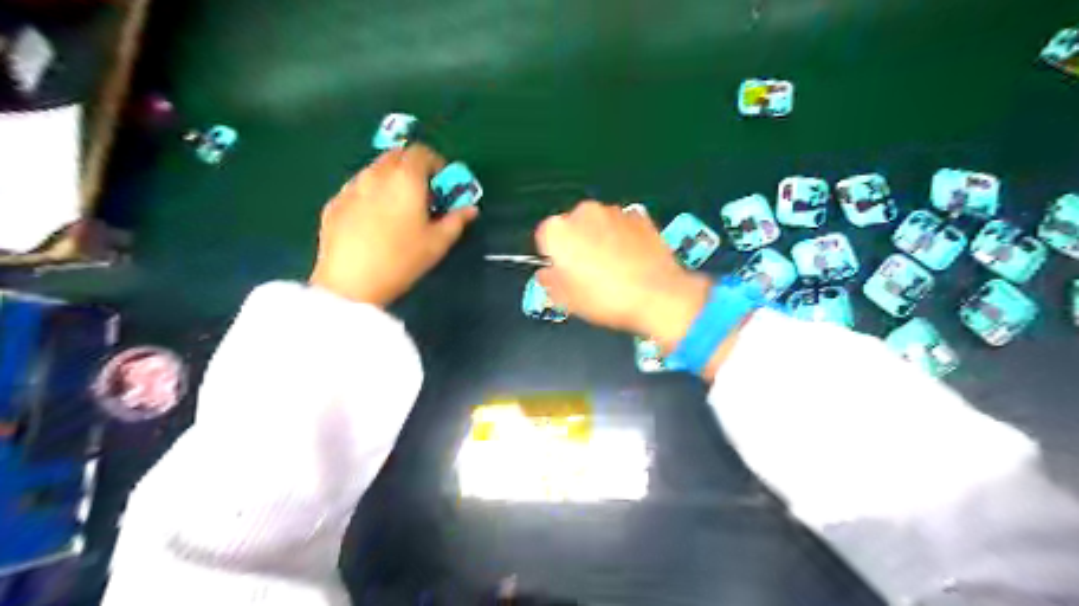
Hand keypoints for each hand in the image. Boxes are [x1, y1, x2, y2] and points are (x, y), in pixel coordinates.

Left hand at [313, 145, 479, 307]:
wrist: (350, 282)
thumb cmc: (401, 260)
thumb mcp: (437, 243)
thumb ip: (456, 221)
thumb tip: (470, 208)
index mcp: (405, 178)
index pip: (421, 152)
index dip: (436, 163)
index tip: (442, 183)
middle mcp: (376, 174)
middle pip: (396, 156)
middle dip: (412, 168)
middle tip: (422, 193)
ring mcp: (351, 187)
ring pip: (375, 171)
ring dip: (390, 180)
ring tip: (397, 207)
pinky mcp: (334, 203)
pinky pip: (357, 188)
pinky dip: (370, 194)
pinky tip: (373, 221)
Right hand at [534, 201, 713, 348]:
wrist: (658, 296)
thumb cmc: (607, 298)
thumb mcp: (565, 300)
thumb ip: (548, 281)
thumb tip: (547, 274)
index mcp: (558, 231)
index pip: (545, 237)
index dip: (554, 256)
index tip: (563, 271)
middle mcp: (584, 213)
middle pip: (572, 226)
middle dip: (578, 244)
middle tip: (587, 273)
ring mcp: (614, 211)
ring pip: (598, 224)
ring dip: (601, 239)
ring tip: (612, 269)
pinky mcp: (640, 216)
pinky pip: (623, 226)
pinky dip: (623, 238)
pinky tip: (630, 261)